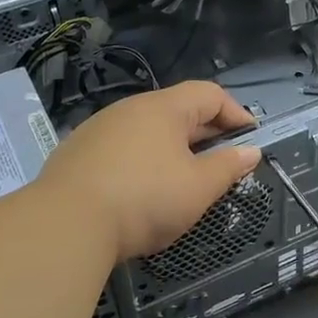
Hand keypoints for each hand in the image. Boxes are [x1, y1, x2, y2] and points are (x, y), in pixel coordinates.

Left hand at [37, 81, 261, 262]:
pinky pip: (123, 148)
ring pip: (148, 131)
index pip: (209, 94)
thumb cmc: (145, 199)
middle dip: (207, 133)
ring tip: (186, 176)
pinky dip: (143, 161)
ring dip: (173, 148)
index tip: (251, 139)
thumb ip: (228, 167)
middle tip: (225, 160)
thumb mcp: (198, 187)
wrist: (65, 223)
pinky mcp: (77, 153)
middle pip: (178, 111)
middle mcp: (130, 109)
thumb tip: (251, 151)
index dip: (236, 113)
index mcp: (164, 108)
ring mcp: (99, 129)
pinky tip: (143, 188)